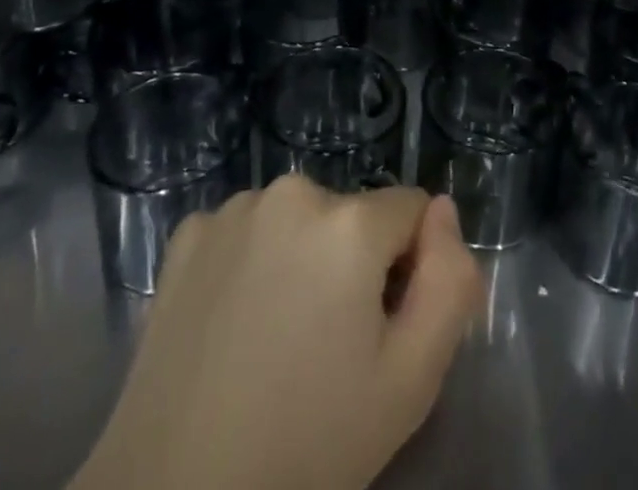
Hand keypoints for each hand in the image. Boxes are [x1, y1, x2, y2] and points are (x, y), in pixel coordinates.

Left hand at [77, 177, 484, 489]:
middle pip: (352, 213)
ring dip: (300, 259)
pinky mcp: (187, 233)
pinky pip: (245, 230)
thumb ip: (451, 282)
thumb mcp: (412, 381)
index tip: (379, 328)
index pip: (411, 210)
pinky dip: (248, 262)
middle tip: (325, 346)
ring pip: (298, 219)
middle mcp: (292, 191)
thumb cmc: (309, 445)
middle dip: (351, 263)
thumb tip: (442, 211)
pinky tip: (231, 324)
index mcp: (349, 222)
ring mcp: (232, 208)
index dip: (408, 268)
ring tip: (275, 339)